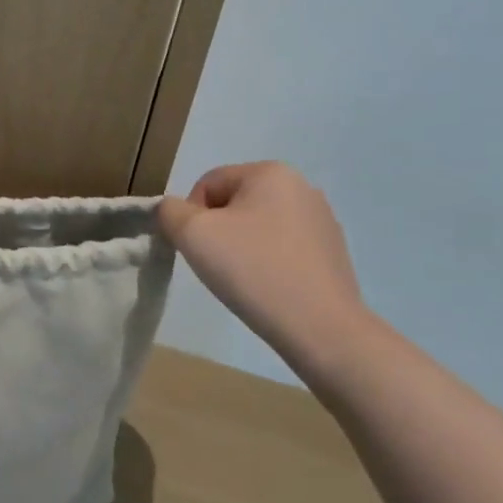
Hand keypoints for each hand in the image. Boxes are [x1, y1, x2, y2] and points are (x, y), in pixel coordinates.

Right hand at [157, 161, 374, 369]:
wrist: (320, 329)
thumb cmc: (252, 269)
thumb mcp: (191, 233)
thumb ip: (169, 211)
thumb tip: (175, 211)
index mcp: (271, 172)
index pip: (208, 184)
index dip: (191, 216)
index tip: (199, 248)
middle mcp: (302, 187)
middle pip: (233, 203)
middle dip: (217, 231)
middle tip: (217, 265)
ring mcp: (323, 221)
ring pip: (257, 226)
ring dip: (240, 247)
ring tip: (244, 279)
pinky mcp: (333, 253)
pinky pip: (282, 248)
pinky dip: (267, 263)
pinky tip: (269, 288)